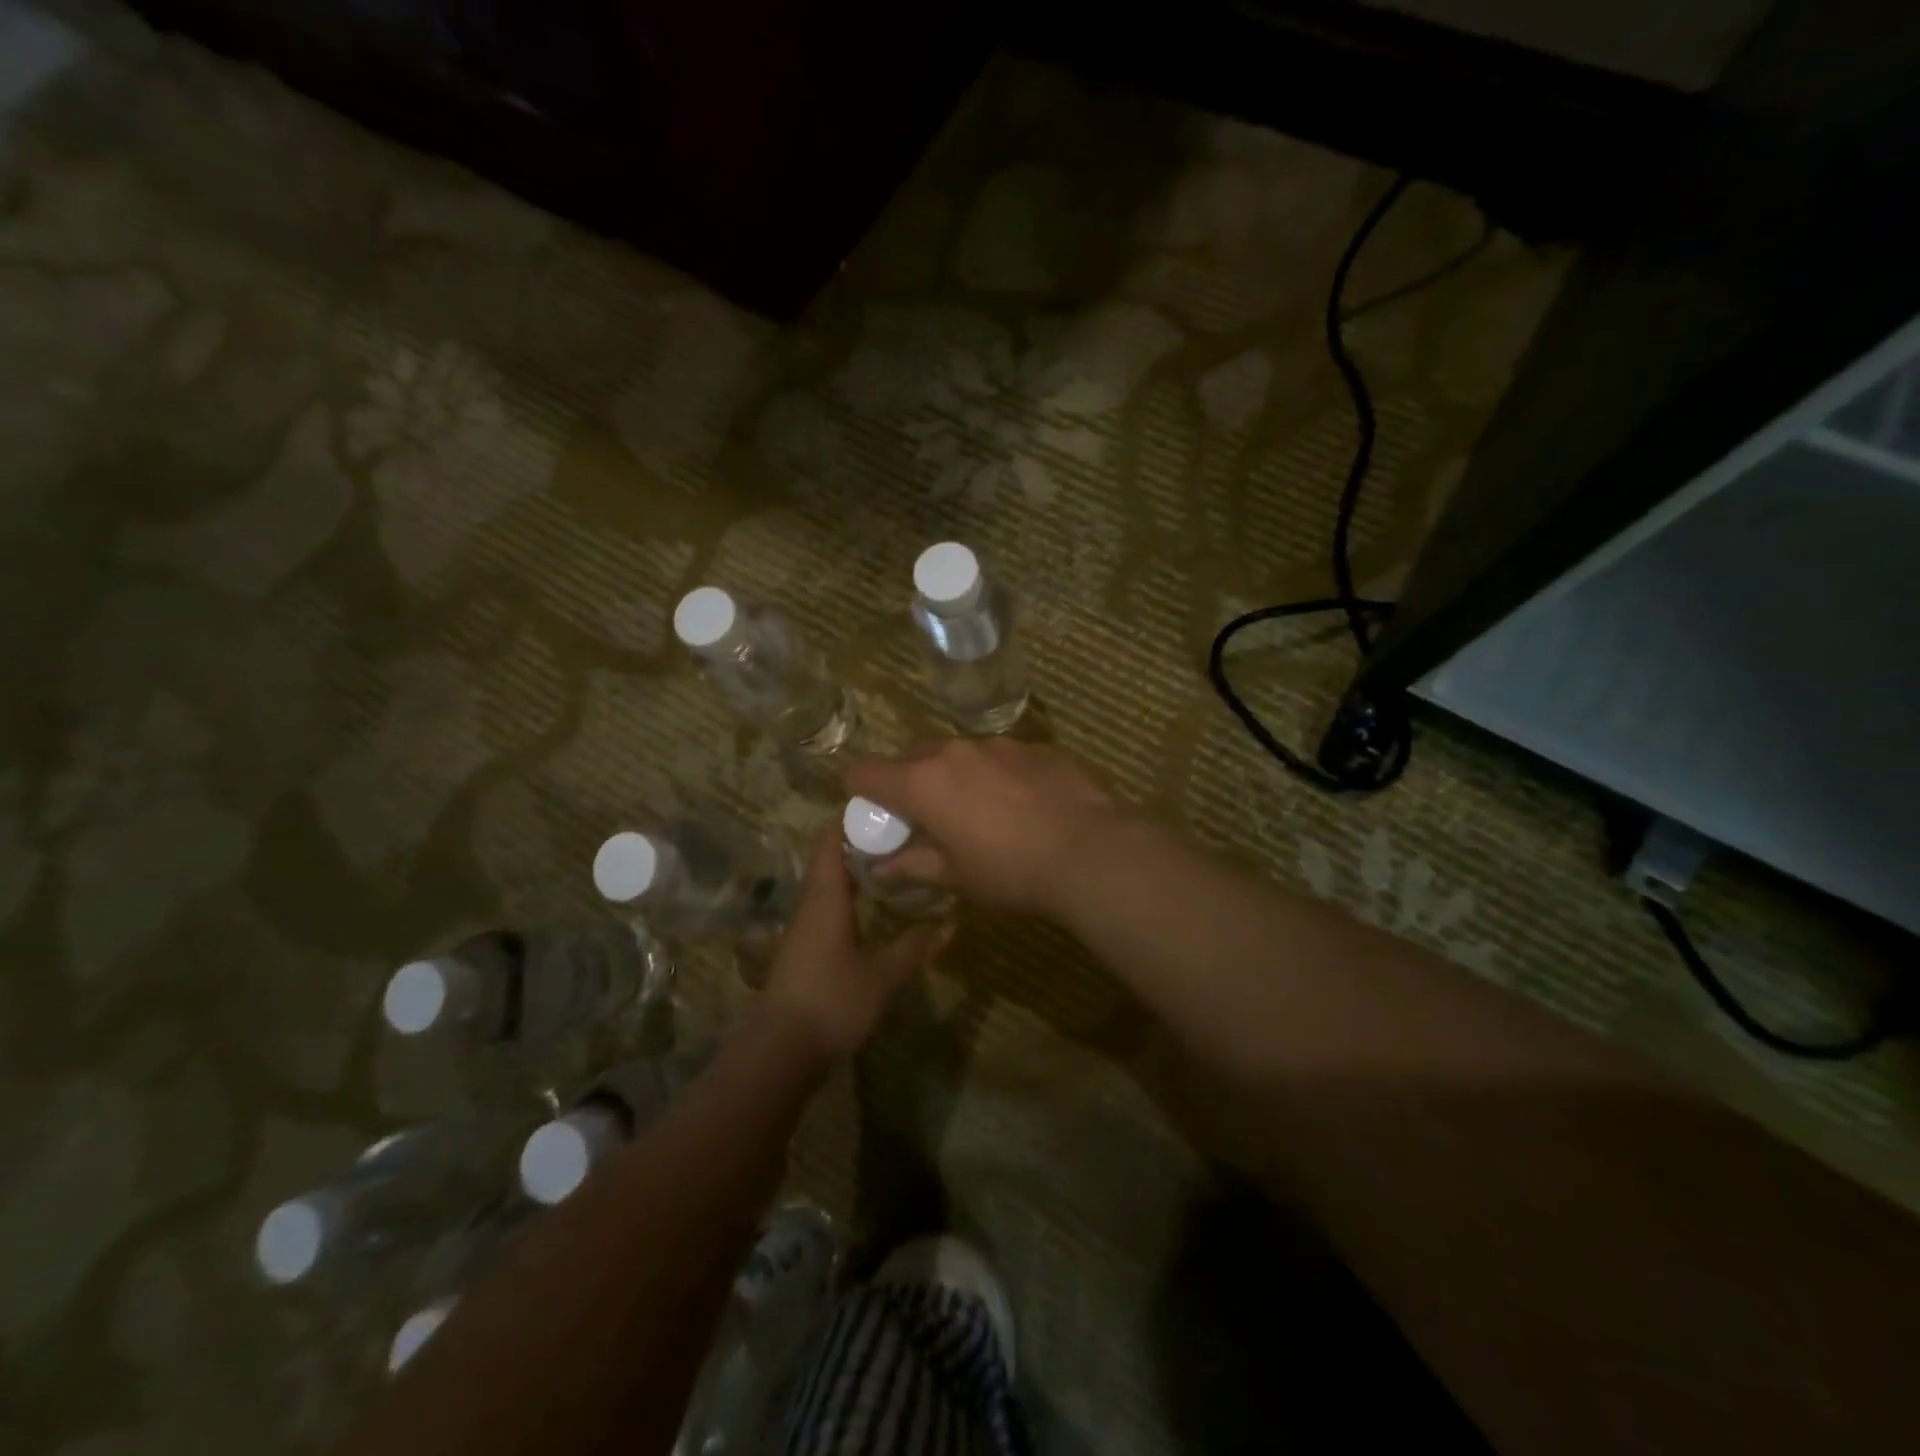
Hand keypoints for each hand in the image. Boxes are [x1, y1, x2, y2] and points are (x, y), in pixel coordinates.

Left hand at [762, 831, 943, 1058]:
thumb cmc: (831, 1000)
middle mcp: (811, 903)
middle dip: (865, 842)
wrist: (780, 1051)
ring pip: (832, 884)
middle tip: (906, 833)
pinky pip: (831, 907)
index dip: (853, 818)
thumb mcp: (882, 975)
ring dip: (860, 870)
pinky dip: (854, 896)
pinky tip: (879, 906)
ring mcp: (806, 927)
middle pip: (833, 858)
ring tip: (900, 863)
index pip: (831, 839)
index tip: (887, 805)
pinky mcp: (807, 949)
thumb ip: (913, 946)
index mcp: (825, 896)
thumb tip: (948, 923)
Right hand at [844, 738, 1115, 917]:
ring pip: (958, 755)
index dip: (860, 792)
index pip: (864, 772)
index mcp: (922, 782)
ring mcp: (997, 744)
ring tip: (980, 813)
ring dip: (955, 778)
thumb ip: (913, 865)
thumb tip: (881, 867)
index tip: (875, 815)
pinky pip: (998, 757)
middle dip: (909, 785)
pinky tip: (1021, 806)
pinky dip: (995, 775)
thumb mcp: (956, 876)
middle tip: (927, 820)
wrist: (1090, 852)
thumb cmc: (1010, 871)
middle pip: (911, 758)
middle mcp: (953, 752)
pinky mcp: (1034, 747)